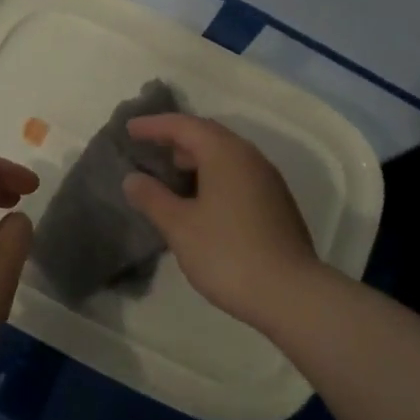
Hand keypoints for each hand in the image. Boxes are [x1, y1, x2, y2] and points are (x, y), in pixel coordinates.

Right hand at [122, 115, 319, 331]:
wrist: (291, 294)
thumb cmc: (227, 253)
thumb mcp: (179, 226)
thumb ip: (153, 198)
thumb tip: (133, 179)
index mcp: (225, 154)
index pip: (184, 126)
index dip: (154, 125)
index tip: (129, 130)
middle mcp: (249, 157)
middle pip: (208, 134)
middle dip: (176, 137)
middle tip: (149, 147)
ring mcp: (267, 180)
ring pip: (226, 155)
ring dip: (196, 157)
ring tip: (171, 174)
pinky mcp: (276, 202)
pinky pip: (237, 173)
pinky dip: (213, 174)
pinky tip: (200, 199)